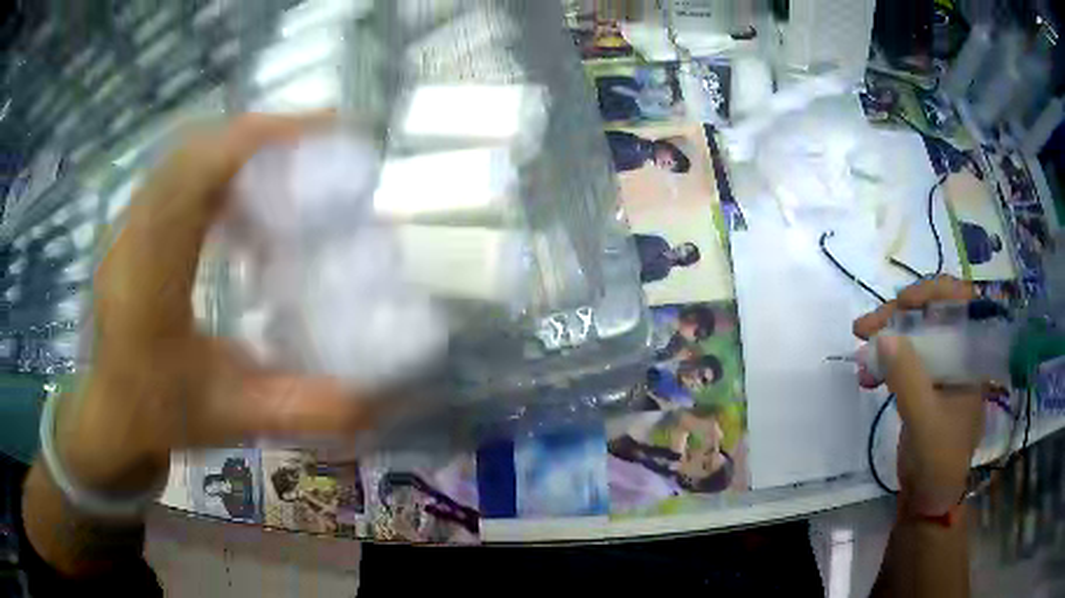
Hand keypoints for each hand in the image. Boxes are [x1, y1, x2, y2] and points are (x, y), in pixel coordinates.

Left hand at [56, 114, 376, 496]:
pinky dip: (218, 172)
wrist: (110, 415)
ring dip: (241, 150)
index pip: (200, 170)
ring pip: (187, 155)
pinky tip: (242, 208)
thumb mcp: (232, 419)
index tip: (327, 129)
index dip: (263, 136)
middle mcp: (134, 233)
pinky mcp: (132, 227)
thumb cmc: (159, 415)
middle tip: (319, 145)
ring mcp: (128, 225)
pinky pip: (177, 175)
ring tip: (286, 172)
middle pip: (198, 148)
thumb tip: (374, 404)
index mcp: (152, 274)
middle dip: (263, 134)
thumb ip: (300, 410)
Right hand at [853, 277, 984, 514]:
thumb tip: (883, 335)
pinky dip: (885, 362)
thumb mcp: (924, 421)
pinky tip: (867, 374)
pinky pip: (905, 360)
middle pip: (931, 316)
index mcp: (971, 357)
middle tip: (865, 327)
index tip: (902, 302)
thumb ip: (908, 378)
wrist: (928, 499)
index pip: (960, 303)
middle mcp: (959, 355)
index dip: (932, 293)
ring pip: (915, 336)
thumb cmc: (938, 460)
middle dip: (898, 316)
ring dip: (886, 338)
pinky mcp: (925, 385)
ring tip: (859, 345)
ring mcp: (941, 370)